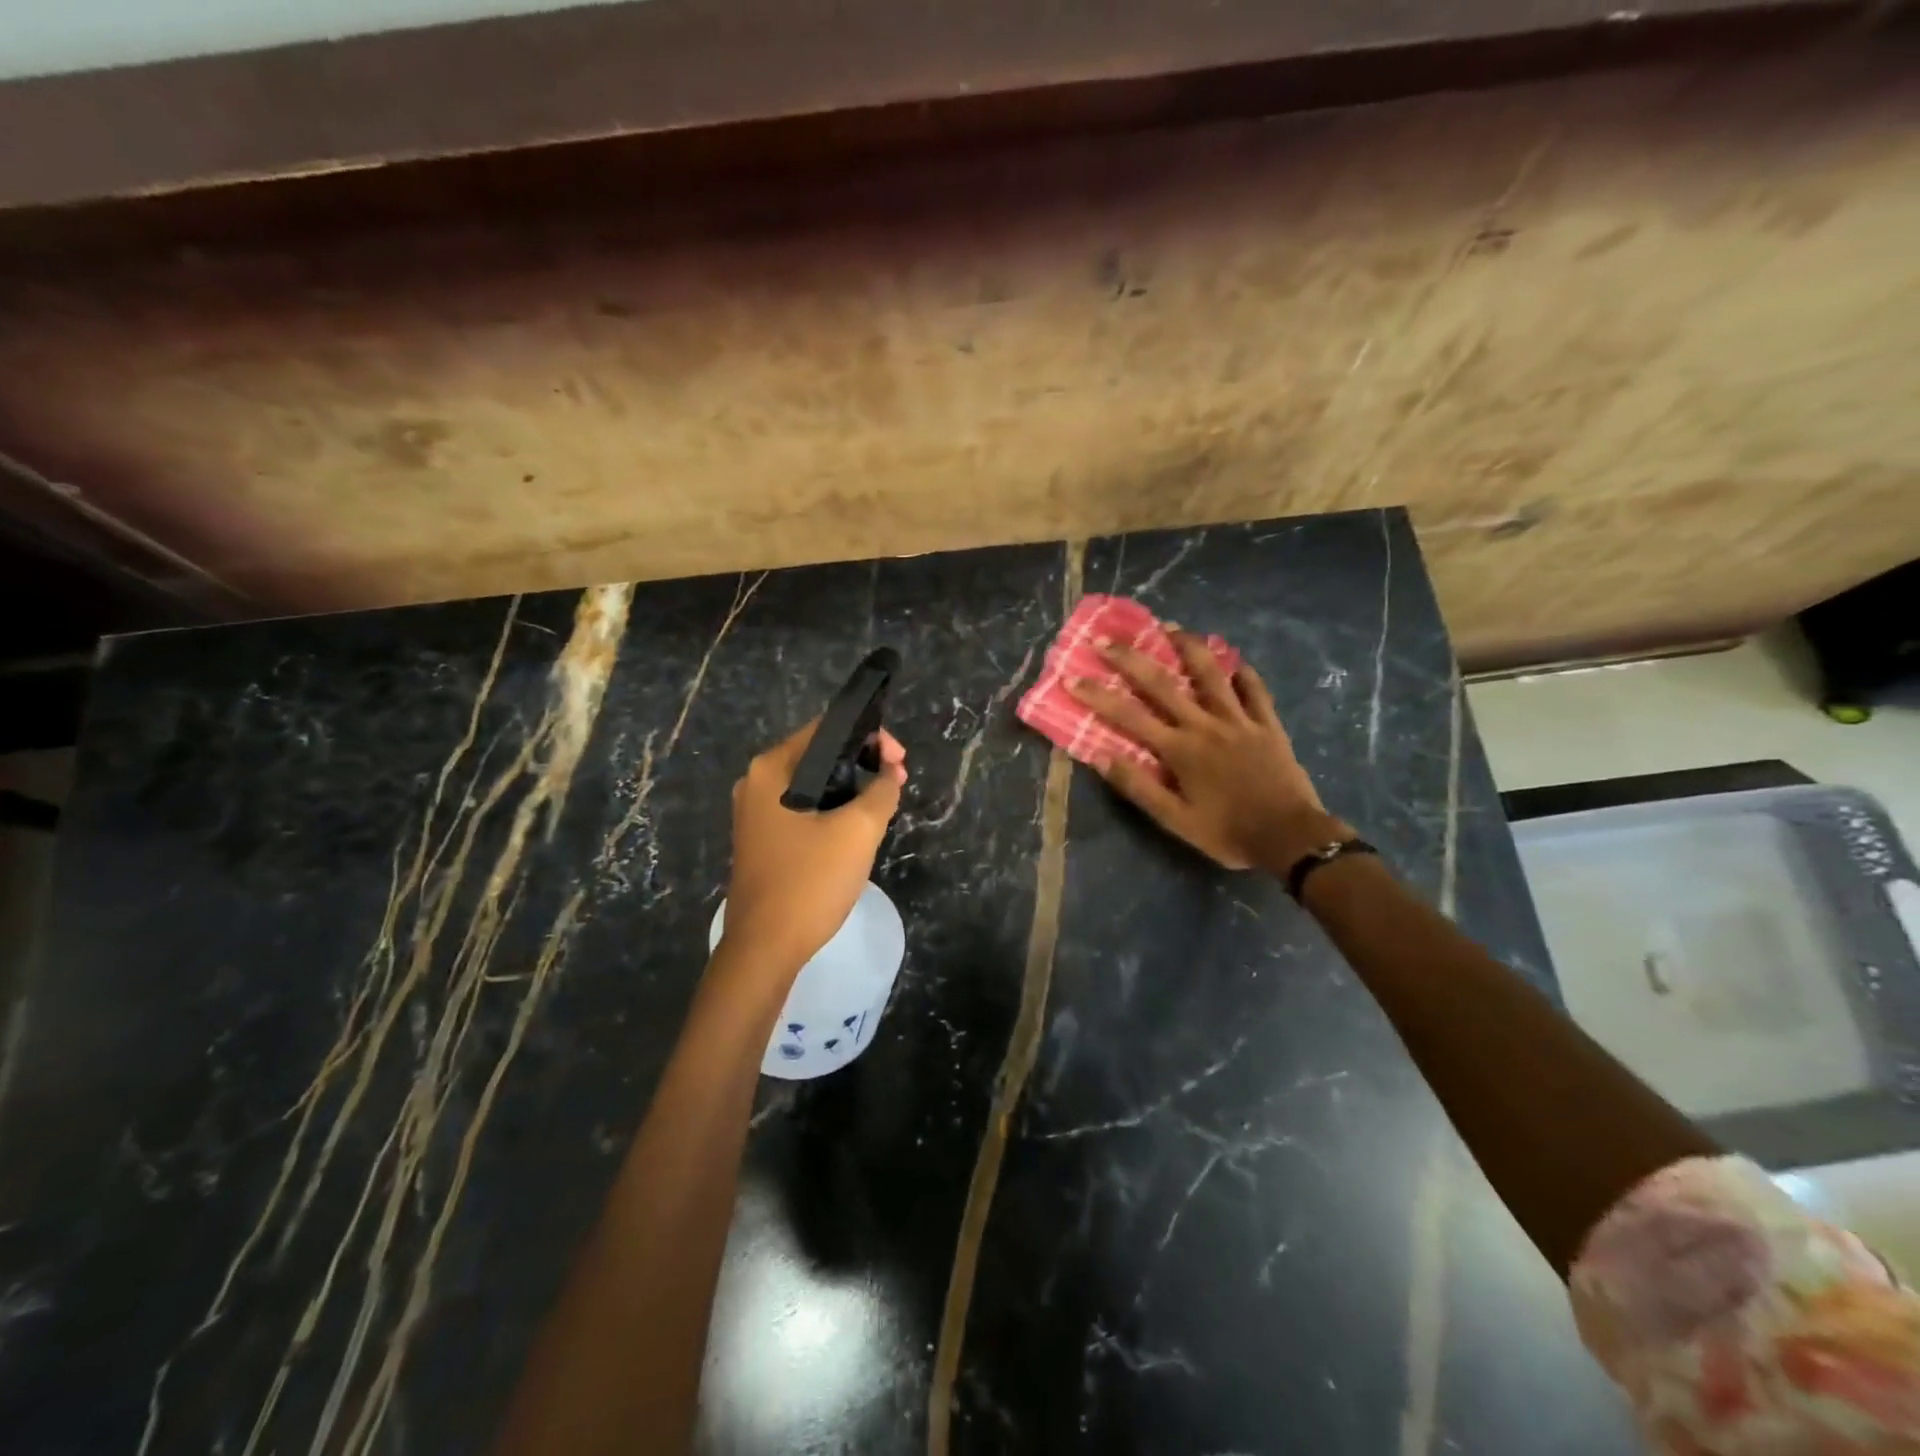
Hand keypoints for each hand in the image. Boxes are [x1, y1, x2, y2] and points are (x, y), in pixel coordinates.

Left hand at [721, 720, 907, 978]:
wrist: (765, 948)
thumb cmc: (809, 881)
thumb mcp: (858, 831)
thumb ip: (881, 791)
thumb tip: (889, 774)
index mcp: (771, 769)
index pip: (826, 729)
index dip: (870, 736)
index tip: (900, 761)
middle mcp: (756, 783)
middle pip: (820, 755)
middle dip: (863, 763)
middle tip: (898, 781)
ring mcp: (756, 814)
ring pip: (814, 785)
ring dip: (851, 788)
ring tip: (885, 803)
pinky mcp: (763, 840)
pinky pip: (804, 810)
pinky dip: (833, 810)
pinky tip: (857, 827)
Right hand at [1068, 631, 1347, 873]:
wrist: (1290, 838)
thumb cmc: (1227, 832)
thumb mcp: (1175, 820)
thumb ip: (1139, 787)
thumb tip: (1101, 756)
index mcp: (1180, 750)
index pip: (1129, 717)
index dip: (1099, 696)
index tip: (1074, 677)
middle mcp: (1205, 725)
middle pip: (1163, 684)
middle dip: (1130, 659)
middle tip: (1106, 639)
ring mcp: (1239, 720)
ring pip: (1211, 674)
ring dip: (1188, 647)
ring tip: (1171, 627)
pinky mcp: (1268, 724)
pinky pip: (1254, 690)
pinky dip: (1242, 672)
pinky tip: (1233, 660)